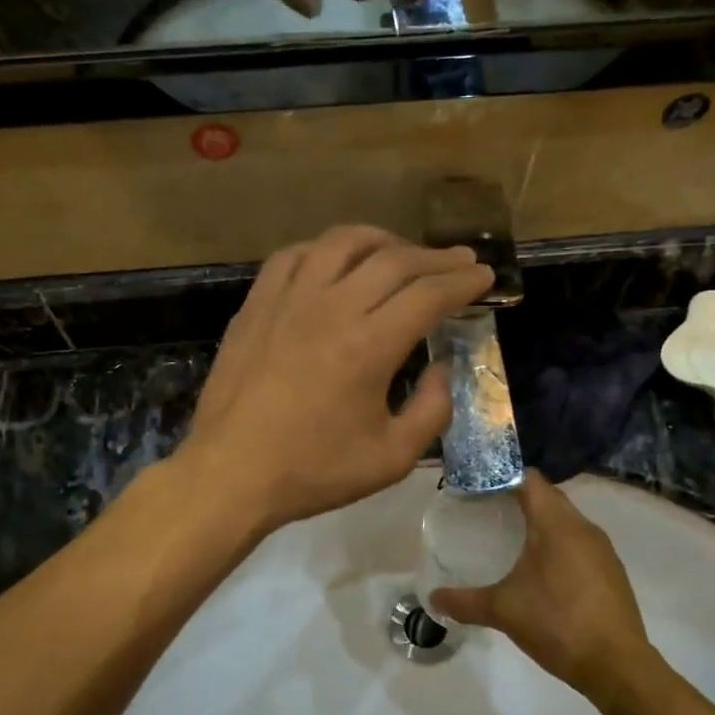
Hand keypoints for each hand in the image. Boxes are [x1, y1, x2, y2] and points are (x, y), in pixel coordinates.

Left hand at [186, 226, 494, 531]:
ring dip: (383, 240)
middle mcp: (332, 307)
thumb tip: (443, 369)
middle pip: (394, 260)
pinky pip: (293, 255)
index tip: (484, 276)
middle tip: (459, 261)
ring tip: (402, 252)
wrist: (231, 473)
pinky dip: (325, 249)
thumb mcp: (391, 458)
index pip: (429, 293)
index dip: (464, 281)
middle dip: (436, 257)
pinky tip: (335, 262)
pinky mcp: (256, 305)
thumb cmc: (313, 471)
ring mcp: (288, 300)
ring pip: (342, 243)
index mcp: (370, 345)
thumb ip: (432, 411)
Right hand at [430, 470, 649, 700]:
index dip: (502, 476)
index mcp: (557, 524)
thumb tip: (433, 599)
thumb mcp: (502, 611)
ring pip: (566, 520)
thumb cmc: (557, 624)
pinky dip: (557, 544)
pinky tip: (540, 570)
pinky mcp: (611, 571)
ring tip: (509, 538)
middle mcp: (583, 527)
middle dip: (517, 498)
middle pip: (548, 497)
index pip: (529, 479)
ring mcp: (602, 549)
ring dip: (540, 522)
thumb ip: (464, 602)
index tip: (476, 486)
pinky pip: (579, 542)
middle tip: (485, 511)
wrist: (617, 665)